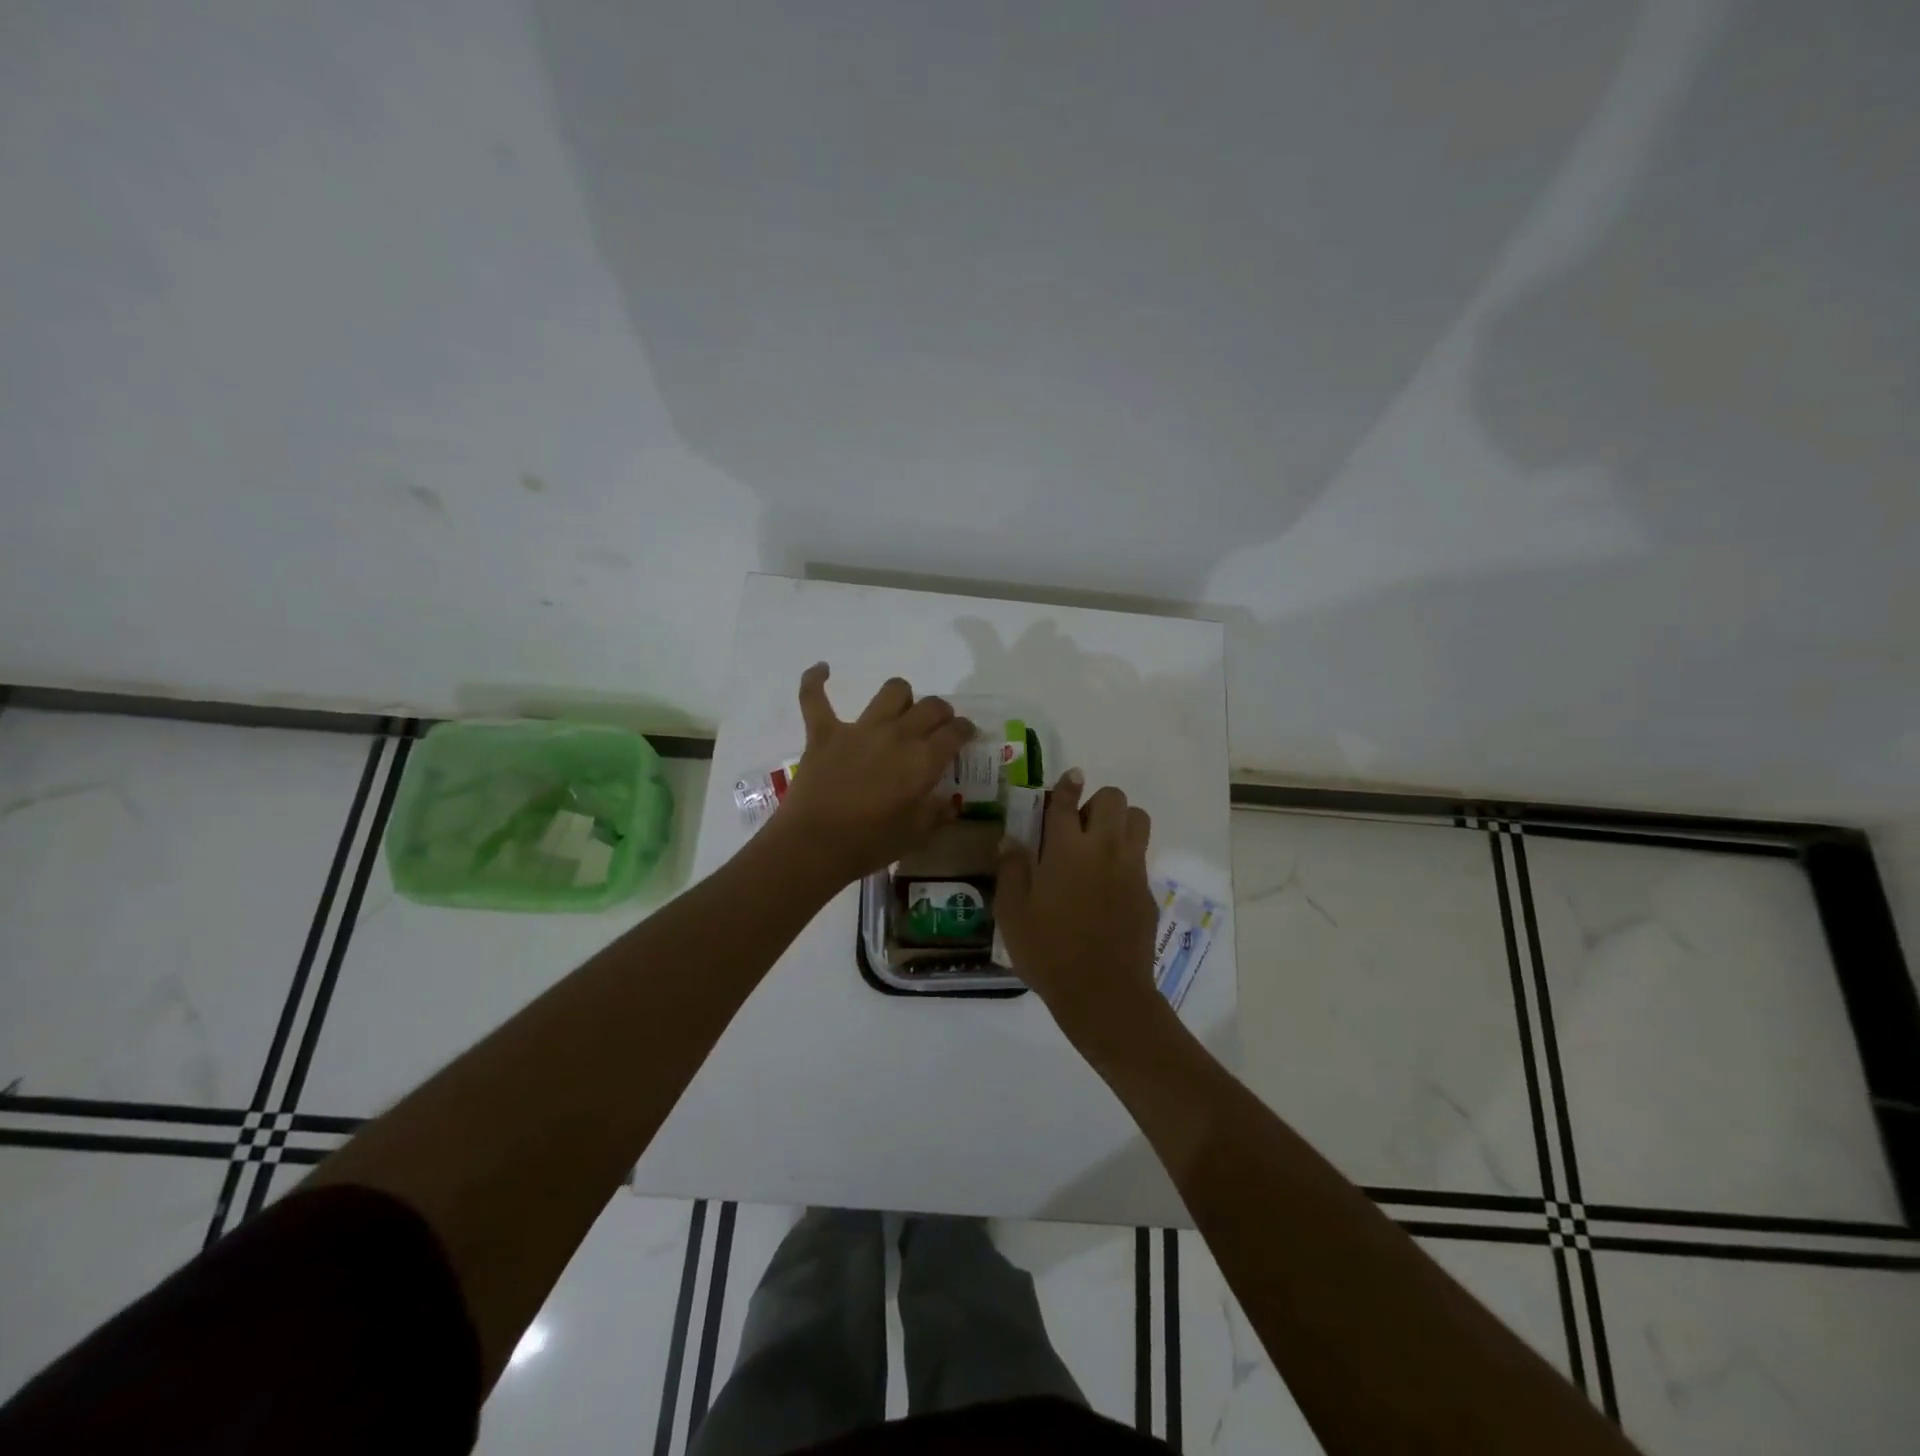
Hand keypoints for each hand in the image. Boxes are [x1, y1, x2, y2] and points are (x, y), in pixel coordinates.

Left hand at [773, 664, 975, 883]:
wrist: (814, 845)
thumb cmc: (870, 844)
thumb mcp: (915, 835)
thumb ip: (936, 814)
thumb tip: (950, 803)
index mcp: (923, 760)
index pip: (956, 732)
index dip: (965, 731)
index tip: (965, 736)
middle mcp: (897, 735)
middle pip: (931, 706)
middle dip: (941, 713)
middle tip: (937, 727)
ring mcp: (859, 729)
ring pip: (892, 691)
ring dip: (902, 696)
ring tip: (899, 710)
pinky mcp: (824, 733)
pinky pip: (815, 698)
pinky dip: (816, 680)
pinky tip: (822, 670)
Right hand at [994, 772, 1160, 1029]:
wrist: (1103, 993)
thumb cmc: (1048, 951)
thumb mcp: (1012, 913)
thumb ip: (1011, 870)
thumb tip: (1010, 841)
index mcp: (1066, 849)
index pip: (1067, 802)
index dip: (1067, 786)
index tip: (1069, 778)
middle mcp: (1103, 849)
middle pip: (1113, 799)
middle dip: (1097, 802)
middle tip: (1078, 826)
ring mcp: (1131, 868)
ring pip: (1138, 820)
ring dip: (1120, 822)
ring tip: (1100, 845)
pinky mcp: (1147, 891)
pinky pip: (1141, 856)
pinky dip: (1126, 856)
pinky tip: (1109, 883)